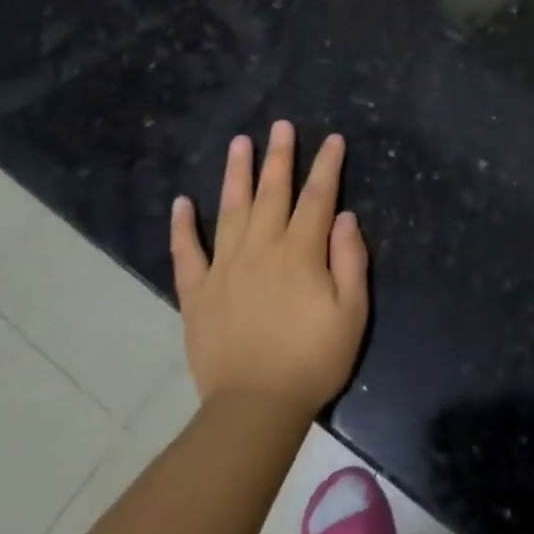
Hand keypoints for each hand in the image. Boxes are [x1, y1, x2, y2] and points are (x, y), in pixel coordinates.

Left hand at [170, 121, 369, 418]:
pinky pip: (186, 253)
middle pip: (272, 193)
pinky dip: (182, 226)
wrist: (254, 409)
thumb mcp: (352, 313)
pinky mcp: (197, 293)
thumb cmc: (312, 360)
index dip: (326, 166)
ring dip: (236, 174)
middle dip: (280, 156)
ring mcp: (224, 268)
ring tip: (239, 142)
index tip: (333, 139)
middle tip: (281, 124)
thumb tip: (344, 217)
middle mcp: (260, 250)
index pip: (317, 198)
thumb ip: (350, 260)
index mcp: (299, 254)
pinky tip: (181, 201)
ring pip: (230, 211)